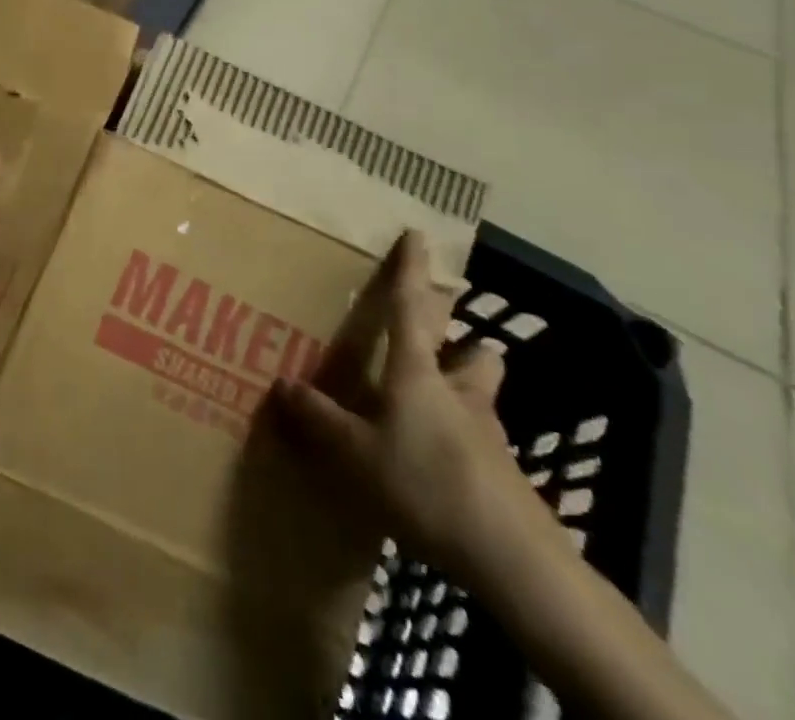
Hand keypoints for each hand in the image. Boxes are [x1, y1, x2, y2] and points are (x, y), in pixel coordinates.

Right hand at [271, 230, 550, 584]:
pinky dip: (464, 447)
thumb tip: (281, 385)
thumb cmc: (426, 485)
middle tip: (439, 351)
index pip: (412, 308)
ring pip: (483, 397)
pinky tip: (441, 475)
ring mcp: (489, 435)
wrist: (513, 560)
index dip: (412, 270)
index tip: (418, 234)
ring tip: (436, 412)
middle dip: (460, 344)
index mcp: (418, 375)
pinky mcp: (506, 477)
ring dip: (466, 393)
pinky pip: (483, 445)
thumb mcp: (356, 456)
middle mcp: (458, 394)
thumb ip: (320, 420)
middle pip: (471, 354)